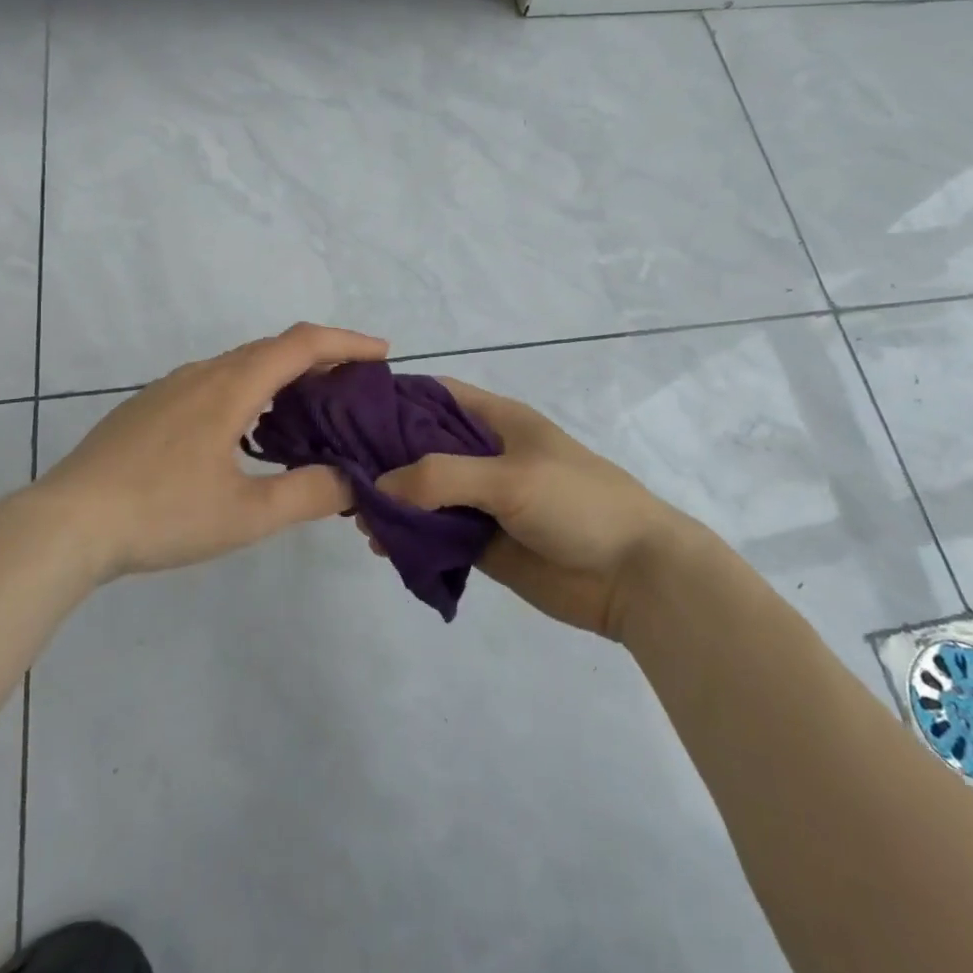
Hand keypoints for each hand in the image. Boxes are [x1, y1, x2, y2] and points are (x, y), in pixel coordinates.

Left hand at [21, 323, 388, 578]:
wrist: (65, 523)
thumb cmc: (161, 513)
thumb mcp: (245, 515)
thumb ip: (307, 494)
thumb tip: (353, 480)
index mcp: (230, 387)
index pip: (301, 345)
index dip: (346, 343)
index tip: (382, 353)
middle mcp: (202, 373)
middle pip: (272, 349)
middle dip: (319, 359)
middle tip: (353, 387)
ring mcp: (170, 388)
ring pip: (240, 365)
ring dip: (282, 375)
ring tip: (308, 409)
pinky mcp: (148, 407)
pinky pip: (214, 382)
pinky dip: (249, 390)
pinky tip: (247, 430)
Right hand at [372, 378, 700, 639]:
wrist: (636, 576)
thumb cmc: (578, 504)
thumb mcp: (510, 478)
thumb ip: (441, 477)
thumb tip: (375, 486)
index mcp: (497, 421)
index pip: (435, 396)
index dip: (393, 399)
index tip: (345, 412)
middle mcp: (485, 456)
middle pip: (421, 448)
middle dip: (382, 458)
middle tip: (336, 474)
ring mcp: (484, 501)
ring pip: (425, 495)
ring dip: (392, 503)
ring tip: (357, 520)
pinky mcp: (484, 544)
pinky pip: (437, 535)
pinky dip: (409, 539)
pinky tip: (382, 547)